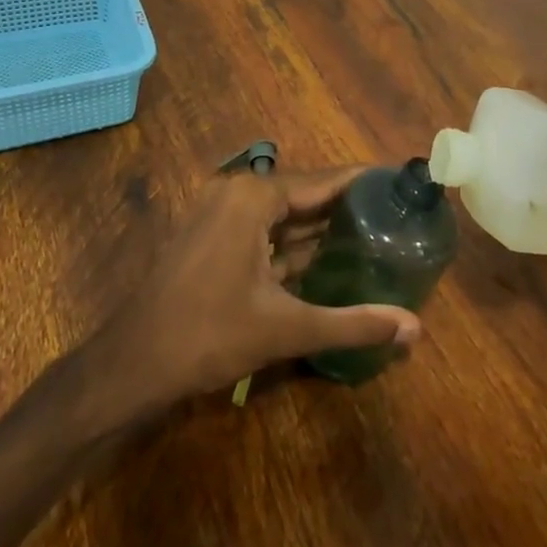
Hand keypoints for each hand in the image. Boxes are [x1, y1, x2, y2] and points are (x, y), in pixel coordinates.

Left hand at [95, 167, 422, 409]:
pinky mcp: (211, 237)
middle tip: (398, 217)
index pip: (325, 180)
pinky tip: (328, 259)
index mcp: (254, 197)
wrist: (130, 366)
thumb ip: (353, 323)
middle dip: (348, 207)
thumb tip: (416, 329)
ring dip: (322, 227)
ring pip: (285, 214)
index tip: (404, 187)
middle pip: (306, 193)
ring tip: (374, 234)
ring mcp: (219, 214)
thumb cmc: (207, 337)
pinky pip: (265, 230)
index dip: (365, 183)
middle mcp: (237, 193)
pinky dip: (294, 243)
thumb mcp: (286, 328)